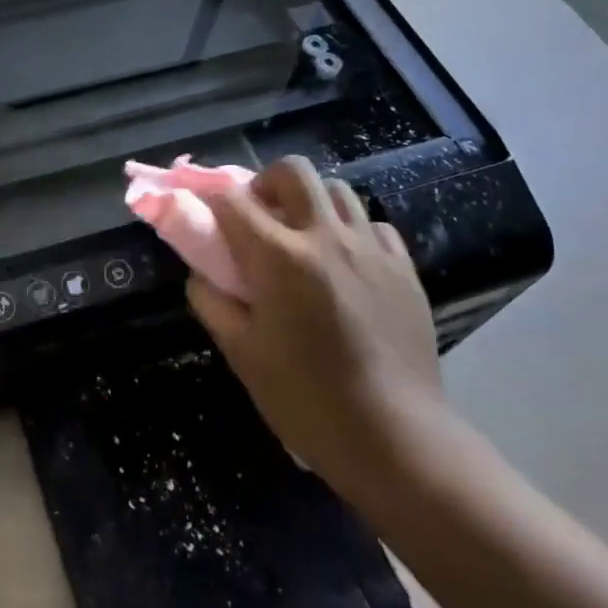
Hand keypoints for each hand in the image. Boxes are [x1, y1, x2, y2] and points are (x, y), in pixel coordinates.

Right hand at [186, 156, 448, 504]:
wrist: (394, 437)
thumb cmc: (305, 399)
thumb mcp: (241, 353)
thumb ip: (211, 301)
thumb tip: (203, 272)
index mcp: (280, 257)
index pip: (232, 200)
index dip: (210, 199)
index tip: (203, 213)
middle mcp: (326, 237)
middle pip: (293, 170)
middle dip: (265, 183)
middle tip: (259, 218)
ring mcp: (372, 249)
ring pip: (337, 190)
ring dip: (309, 203)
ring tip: (303, 240)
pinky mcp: (404, 268)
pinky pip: (373, 225)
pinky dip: (350, 231)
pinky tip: (345, 265)